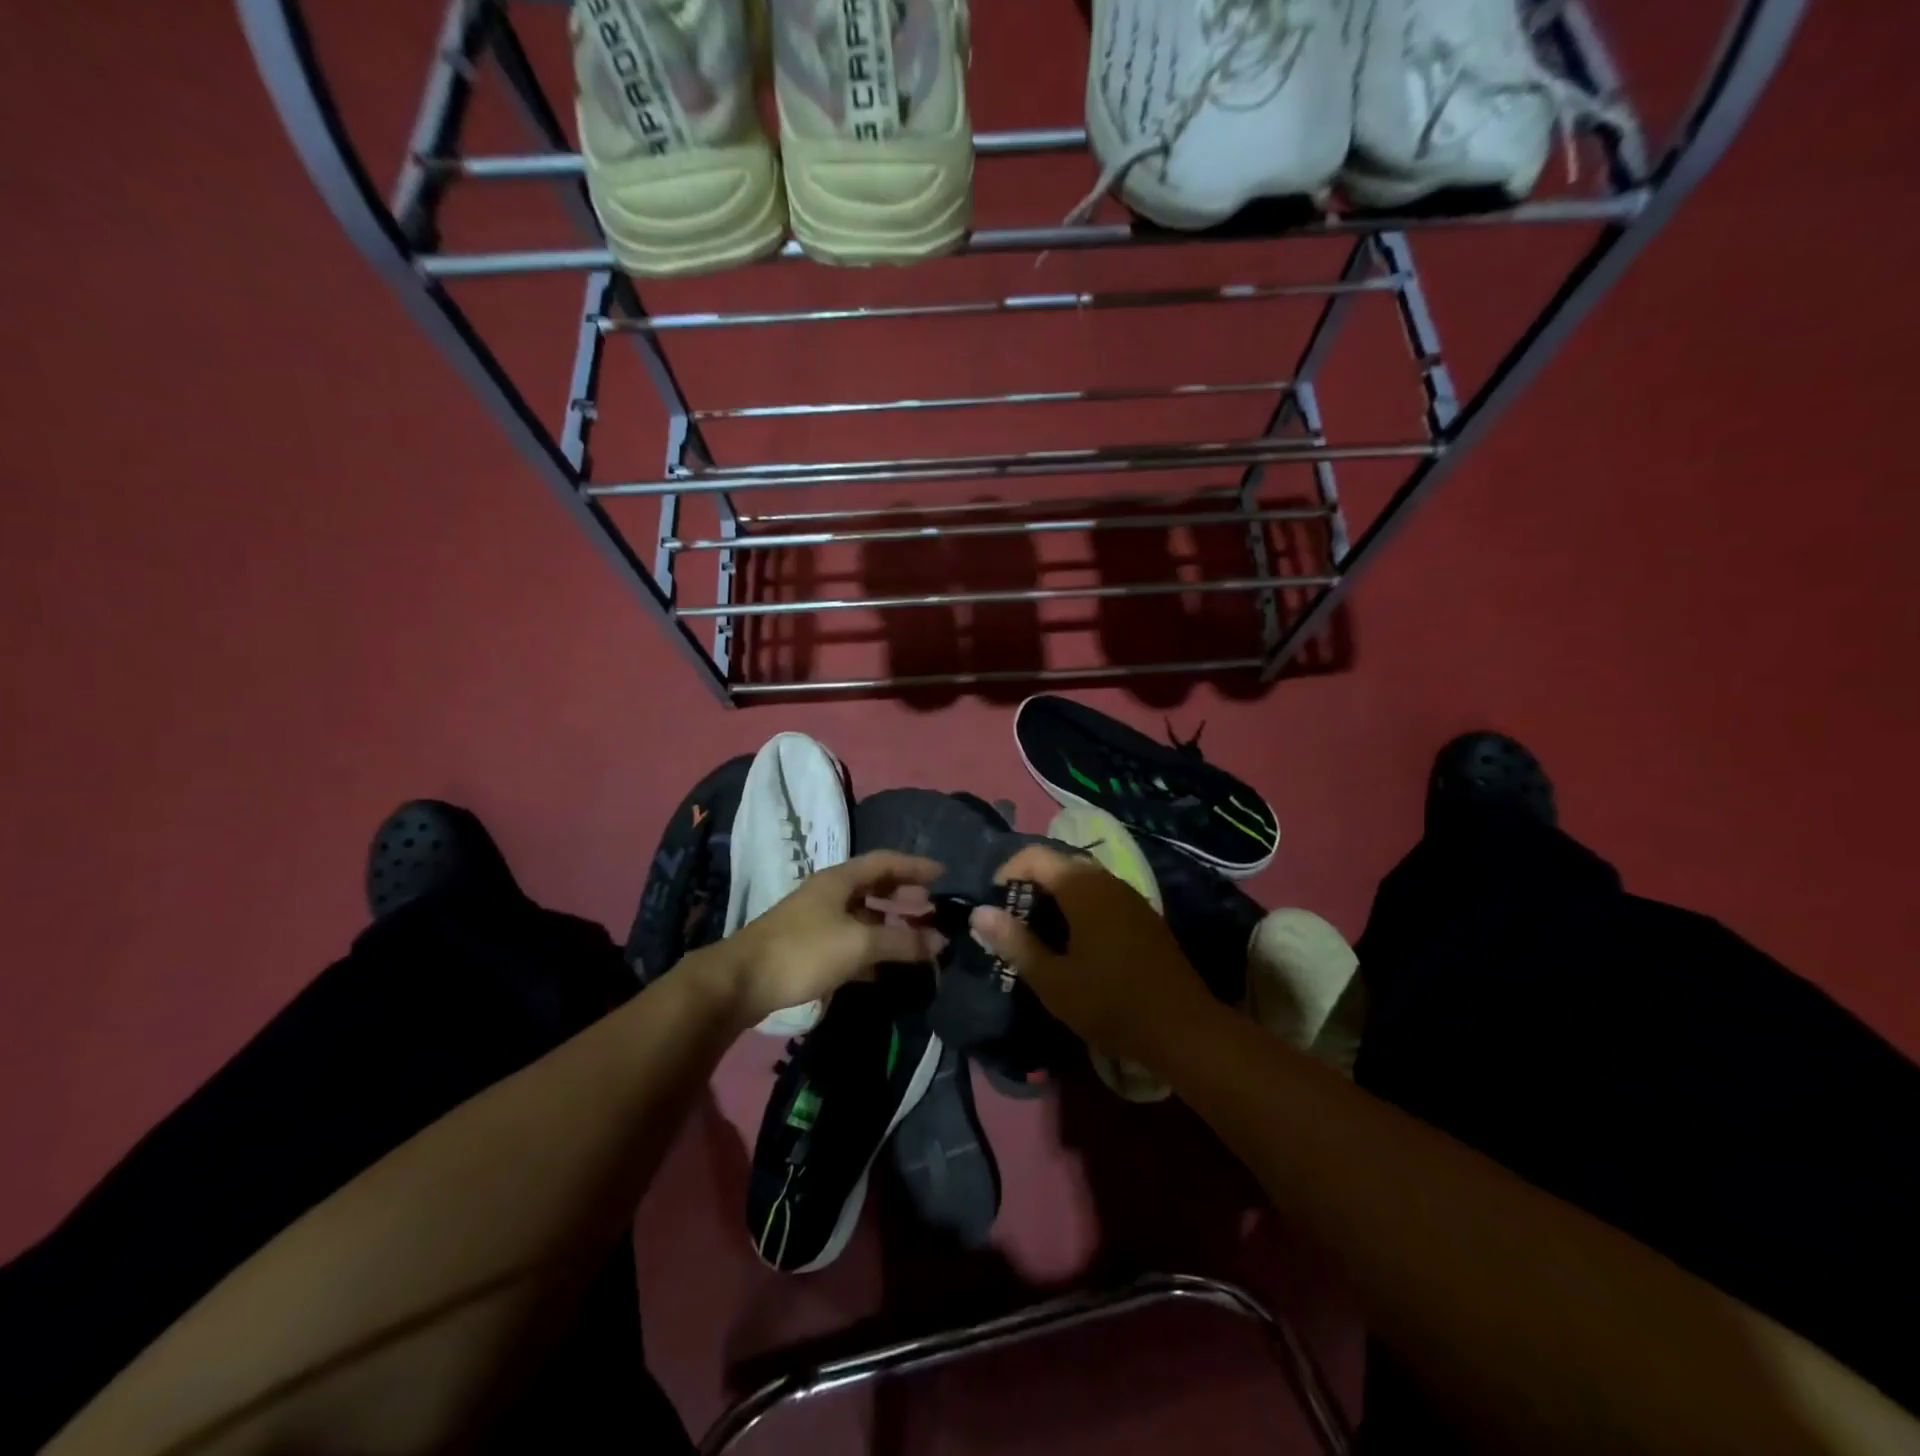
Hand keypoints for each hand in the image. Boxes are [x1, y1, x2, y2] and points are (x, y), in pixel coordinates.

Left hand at [720, 851, 944, 1027]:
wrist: (742, 981)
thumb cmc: (804, 951)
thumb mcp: (859, 944)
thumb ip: (902, 942)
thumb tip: (941, 941)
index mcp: (840, 879)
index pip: (885, 861)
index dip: (915, 866)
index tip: (944, 874)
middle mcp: (830, 893)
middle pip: (874, 886)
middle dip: (905, 894)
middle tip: (932, 906)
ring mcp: (817, 920)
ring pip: (863, 915)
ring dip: (890, 924)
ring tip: (917, 937)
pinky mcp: (809, 947)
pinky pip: (851, 940)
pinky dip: (872, 948)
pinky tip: (886, 967)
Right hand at [968, 844, 1212, 1066]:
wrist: (1183, 1029)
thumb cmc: (1111, 1004)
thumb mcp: (1053, 980)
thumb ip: (1014, 942)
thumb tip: (979, 912)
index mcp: (1083, 888)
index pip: (1035, 855)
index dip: (1007, 871)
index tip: (992, 903)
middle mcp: (1107, 881)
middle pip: (1059, 863)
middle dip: (1029, 883)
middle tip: (1011, 918)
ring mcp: (1130, 896)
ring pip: (1082, 879)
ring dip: (1054, 895)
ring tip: (1036, 930)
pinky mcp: (1143, 915)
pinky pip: (1101, 895)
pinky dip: (1078, 905)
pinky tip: (1073, 940)